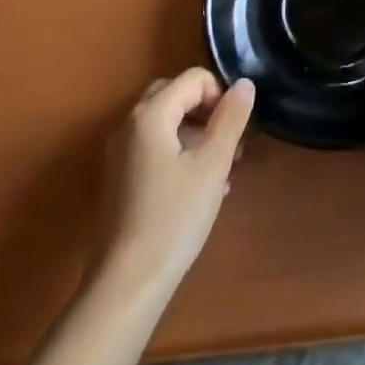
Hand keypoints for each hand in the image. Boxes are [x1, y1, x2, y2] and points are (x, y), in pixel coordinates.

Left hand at [99, 69, 254, 303]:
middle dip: (208, 112)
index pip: (194, 79)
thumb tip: (244, 83)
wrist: (126, 285)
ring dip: (197, 135)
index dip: (222, 95)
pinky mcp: (119, 179)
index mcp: (150, 114)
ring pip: (166, 124)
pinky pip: (155, 148)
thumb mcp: (212, 165)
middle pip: (176, 96)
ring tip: (224, 169)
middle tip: (232, 142)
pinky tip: (201, 188)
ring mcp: (120, 153)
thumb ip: (231, 119)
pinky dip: (180, 153)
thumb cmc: (173, 218)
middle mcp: (129, 124)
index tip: (238, 128)